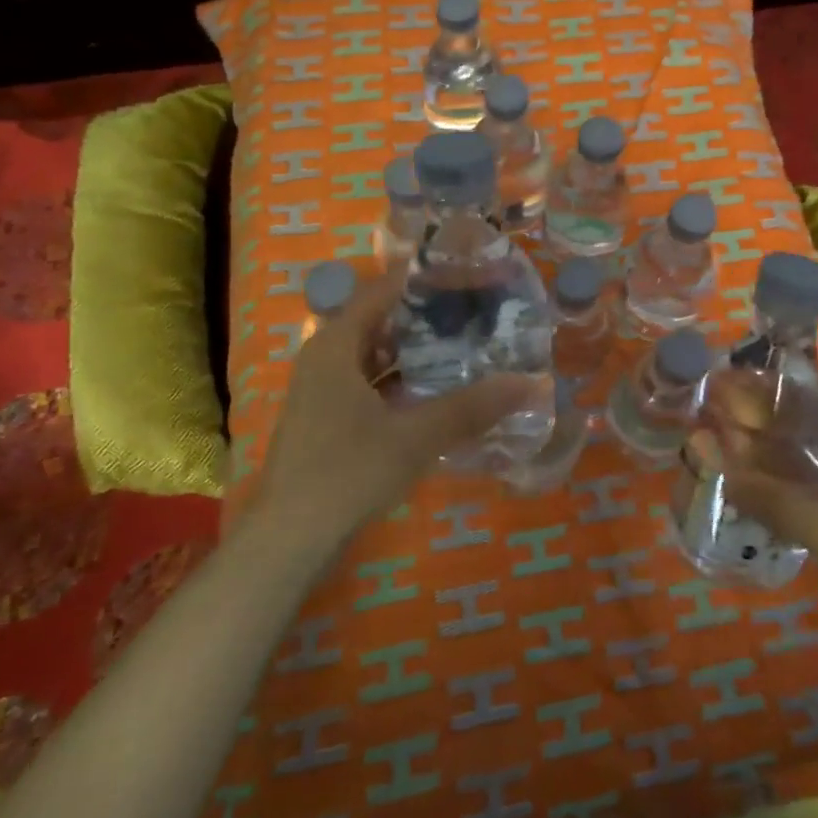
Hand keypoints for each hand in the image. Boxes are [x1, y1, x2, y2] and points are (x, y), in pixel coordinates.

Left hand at [253, 272, 535, 549]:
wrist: (287, 541)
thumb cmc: (346, 473)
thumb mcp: (414, 437)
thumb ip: (471, 407)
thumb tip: (530, 383)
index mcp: (336, 344)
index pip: (386, 290)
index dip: (429, 280)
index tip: (473, 276)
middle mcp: (327, 357)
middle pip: (384, 319)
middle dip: (431, 316)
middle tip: (481, 312)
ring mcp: (325, 389)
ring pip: (380, 354)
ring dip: (420, 351)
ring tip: (470, 346)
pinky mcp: (330, 417)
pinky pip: (374, 382)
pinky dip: (405, 380)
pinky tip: (441, 391)